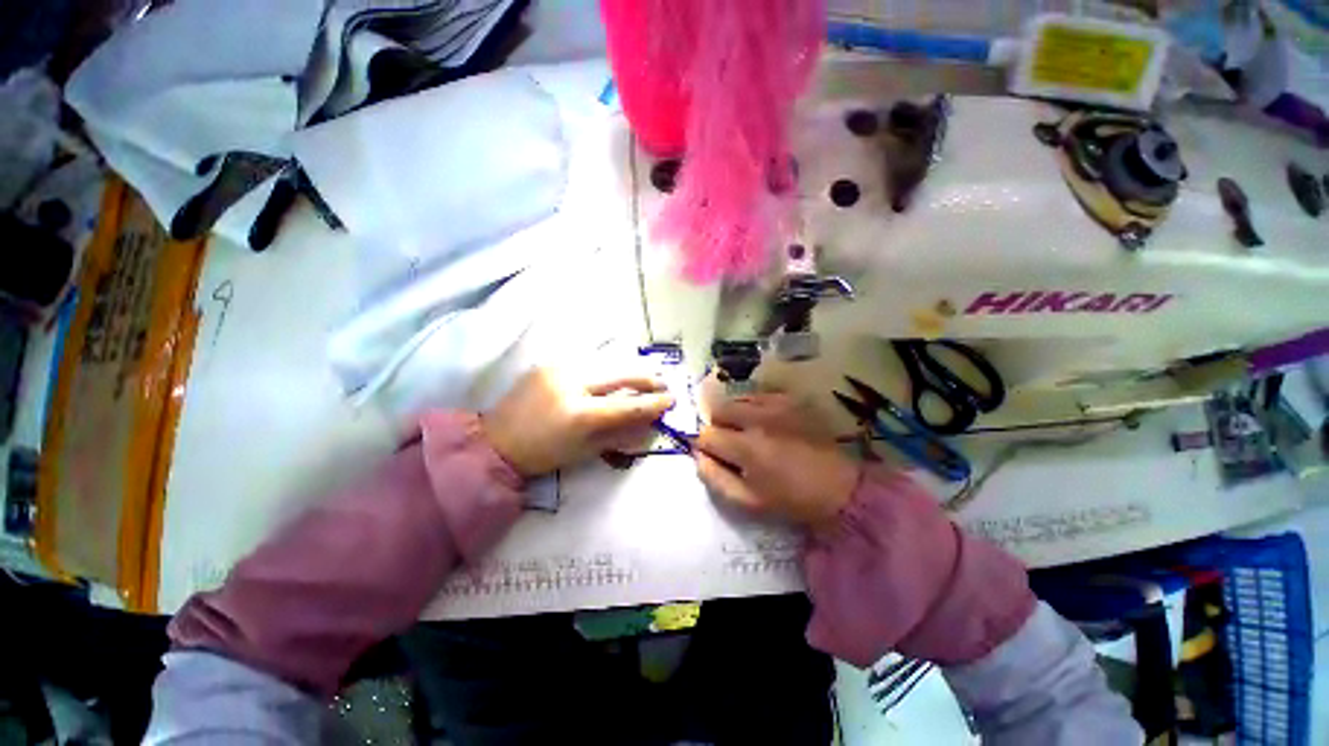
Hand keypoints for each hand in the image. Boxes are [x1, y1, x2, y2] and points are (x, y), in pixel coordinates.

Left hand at [483, 366, 674, 476]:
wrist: (497, 440)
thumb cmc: (543, 454)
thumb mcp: (584, 452)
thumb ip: (619, 435)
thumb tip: (649, 425)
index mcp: (580, 415)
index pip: (628, 405)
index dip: (653, 403)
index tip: (670, 400)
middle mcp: (571, 384)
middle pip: (621, 374)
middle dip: (647, 377)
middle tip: (663, 381)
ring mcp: (559, 369)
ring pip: (605, 362)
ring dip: (629, 368)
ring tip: (646, 373)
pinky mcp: (550, 362)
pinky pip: (587, 362)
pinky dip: (606, 367)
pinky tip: (615, 371)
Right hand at [694, 394, 860, 526]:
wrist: (840, 487)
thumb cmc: (791, 499)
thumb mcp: (747, 501)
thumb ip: (714, 477)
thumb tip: (697, 456)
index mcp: (746, 447)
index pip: (707, 435)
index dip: (705, 446)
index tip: (715, 455)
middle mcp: (758, 418)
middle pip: (718, 409)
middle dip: (718, 426)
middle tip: (732, 444)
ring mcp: (776, 404)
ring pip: (737, 399)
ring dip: (735, 415)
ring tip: (749, 432)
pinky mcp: (790, 399)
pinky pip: (758, 395)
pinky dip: (754, 407)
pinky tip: (766, 423)